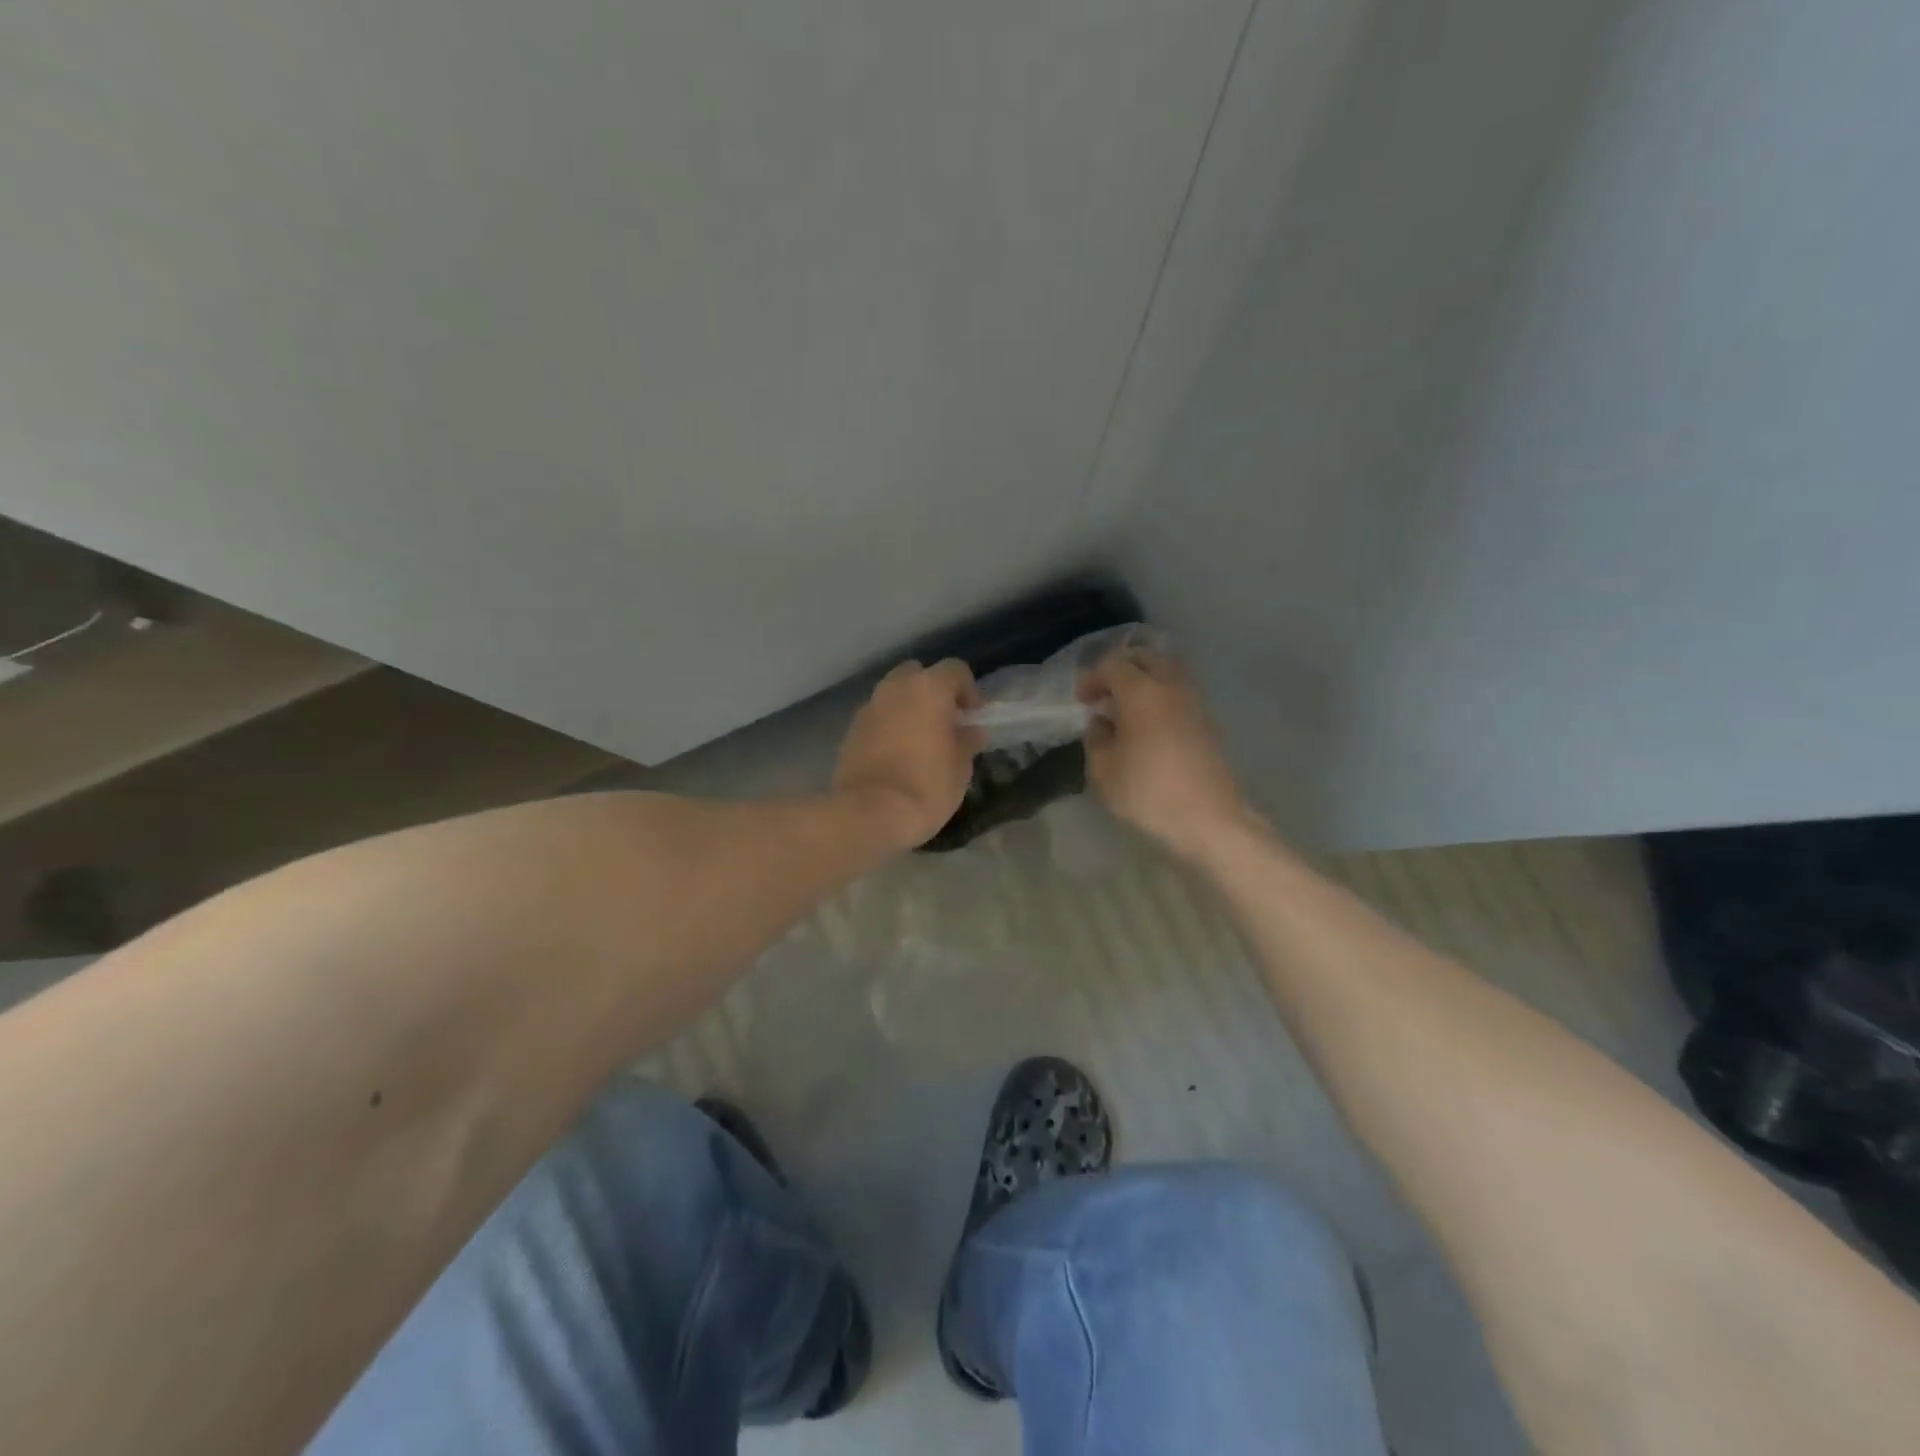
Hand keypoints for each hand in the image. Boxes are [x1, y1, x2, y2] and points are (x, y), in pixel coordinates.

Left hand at [833, 659, 984, 850]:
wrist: (867, 813)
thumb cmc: (925, 787)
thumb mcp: (960, 769)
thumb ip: (966, 743)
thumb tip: (970, 732)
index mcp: (928, 689)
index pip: (954, 669)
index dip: (968, 689)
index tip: (973, 715)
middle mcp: (895, 688)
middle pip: (917, 674)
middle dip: (932, 691)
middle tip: (944, 720)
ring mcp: (868, 708)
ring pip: (893, 694)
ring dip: (908, 708)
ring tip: (920, 739)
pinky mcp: (850, 730)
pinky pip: (877, 717)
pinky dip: (889, 726)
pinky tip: (897, 754)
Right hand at [1079, 647, 1248, 859]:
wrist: (1210, 821)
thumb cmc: (1148, 793)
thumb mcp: (1102, 770)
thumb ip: (1095, 738)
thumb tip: (1102, 722)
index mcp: (1142, 691)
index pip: (1113, 665)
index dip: (1093, 678)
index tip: (1082, 701)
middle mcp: (1172, 687)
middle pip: (1147, 658)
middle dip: (1122, 669)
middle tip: (1106, 694)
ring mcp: (1196, 704)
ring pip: (1168, 674)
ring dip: (1145, 682)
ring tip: (1127, 711)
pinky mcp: (1209, 724)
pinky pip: (1180, 695)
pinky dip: (1162, 699)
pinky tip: (1149, 728)